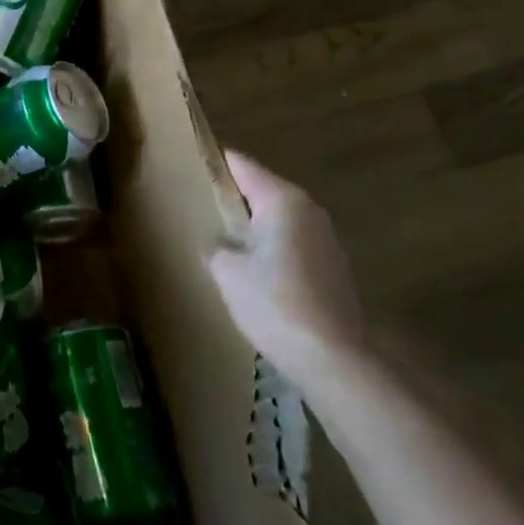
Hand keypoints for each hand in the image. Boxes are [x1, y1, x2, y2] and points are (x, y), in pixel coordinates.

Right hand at [207, 149, 366, 390]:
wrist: (336, 362)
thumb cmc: (276, 304)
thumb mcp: (226, 271)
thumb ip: (215, 244)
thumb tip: (217, 241)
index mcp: (281, 198)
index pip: (240, 164)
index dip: (213, 162)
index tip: (187, 163)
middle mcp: (307, 209)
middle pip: (260, 189)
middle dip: (231, 196)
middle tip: (197, 204)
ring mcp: (325, 239)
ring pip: (277, 218)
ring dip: (252, 225)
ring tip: (220, 238)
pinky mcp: (332, 268)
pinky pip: (291, 243)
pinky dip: (270, 247)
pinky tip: (252, 271)